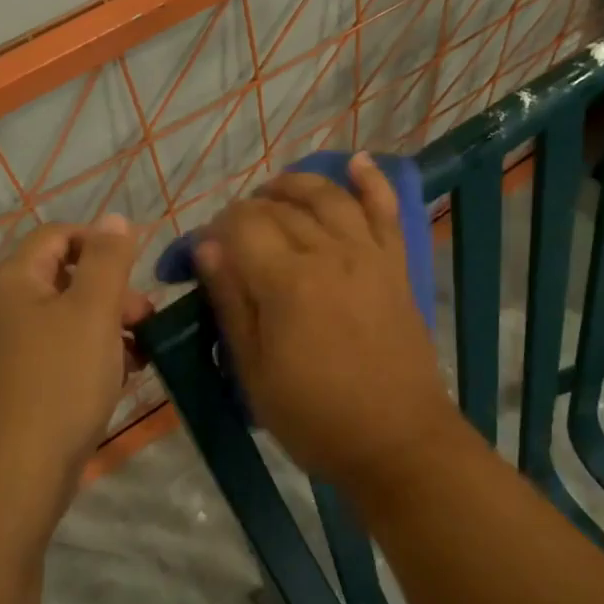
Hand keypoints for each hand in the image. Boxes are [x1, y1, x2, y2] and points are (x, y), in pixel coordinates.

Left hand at [0, 215, 151, 508]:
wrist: (5, 481)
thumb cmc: (57, 383)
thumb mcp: (94, 312)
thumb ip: (107, 260)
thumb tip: (114, 219)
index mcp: (9, 282)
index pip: (56, 236)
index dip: (100, 243)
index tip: (137, 271)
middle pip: (57, 280)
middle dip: (107, 293)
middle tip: (145, 320)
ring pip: (55, 324)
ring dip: (100, 329)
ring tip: (138, 356)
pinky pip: (45, 359)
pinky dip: (80, 360)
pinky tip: (111, 383)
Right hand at [196, 153, 460, 490]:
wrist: (399, 442)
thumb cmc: (316, 417)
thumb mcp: (254, 372)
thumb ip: (230, 302)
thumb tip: (206, 246)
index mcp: (286, 282)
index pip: (240, 226)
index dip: (215, 229)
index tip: (205, 251)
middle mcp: (328, 253)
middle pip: (280, 208)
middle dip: (248, 210)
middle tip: (233, 234)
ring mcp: (367, 255)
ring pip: (328, 196)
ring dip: (296, 184)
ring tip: (274, 191)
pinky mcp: (395, 265)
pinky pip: (386, 211)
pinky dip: (372, 182)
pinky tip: (358, 161)